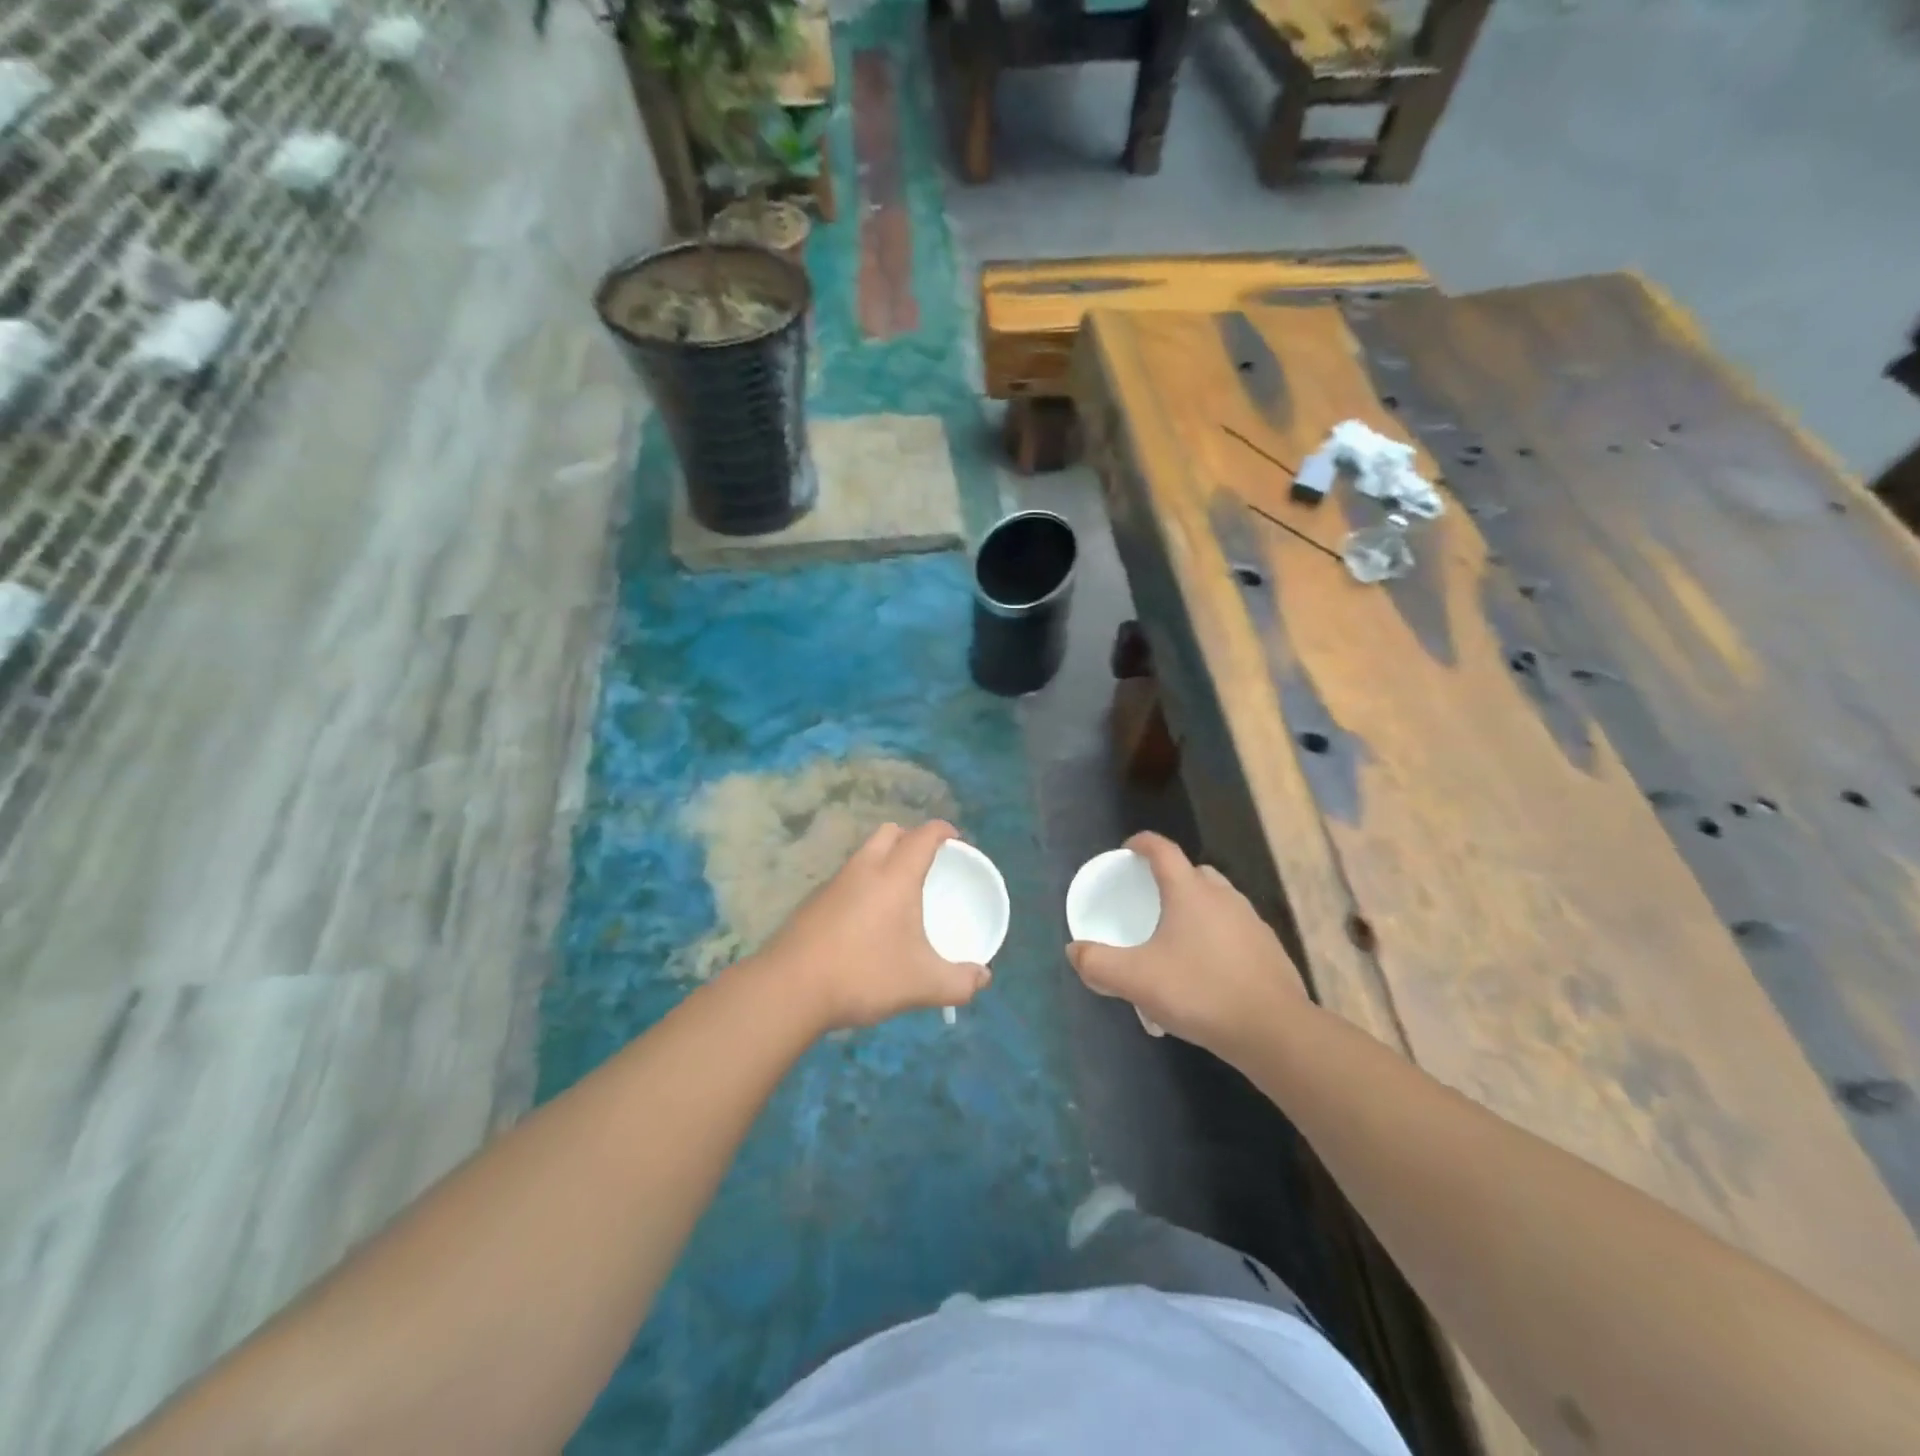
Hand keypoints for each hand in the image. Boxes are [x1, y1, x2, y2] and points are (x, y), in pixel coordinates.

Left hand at [754, 820, 991, 1031]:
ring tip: (898, 893)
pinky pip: (846, 879)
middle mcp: (864, 869)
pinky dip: (862, 885)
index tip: (957, 840)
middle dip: (911, 838)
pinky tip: (865, 920)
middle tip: (926, 863)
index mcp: (895, 876)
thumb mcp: (922, 984)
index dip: (944, 831)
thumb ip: (959, 982)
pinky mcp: (813, 902)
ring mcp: (833, 883)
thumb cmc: (864, 974)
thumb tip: (984, 978)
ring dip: (883, 860)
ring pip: (864, 854)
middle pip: (889, 833)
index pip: (924, 835)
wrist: (789, 989)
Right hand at [1067, 832, 1308, 1060]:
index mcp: (1189, 892)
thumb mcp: (1136, 980)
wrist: (1274, 1030)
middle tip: (1150, 901)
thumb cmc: (1200, 992)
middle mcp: (1223, 896)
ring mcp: (1251, 921)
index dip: (1142, 843)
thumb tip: (1074, 951)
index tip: (1127, 850)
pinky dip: (1216, 936)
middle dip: (1169, 878)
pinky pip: (1234, 929)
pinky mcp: (1268, 948)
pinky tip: (1206, 970)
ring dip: (1195, 909)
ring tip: (1176, 940)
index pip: (1163, 850)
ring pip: (1216, 901)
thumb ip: (1097, 963)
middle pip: (1193, 872)